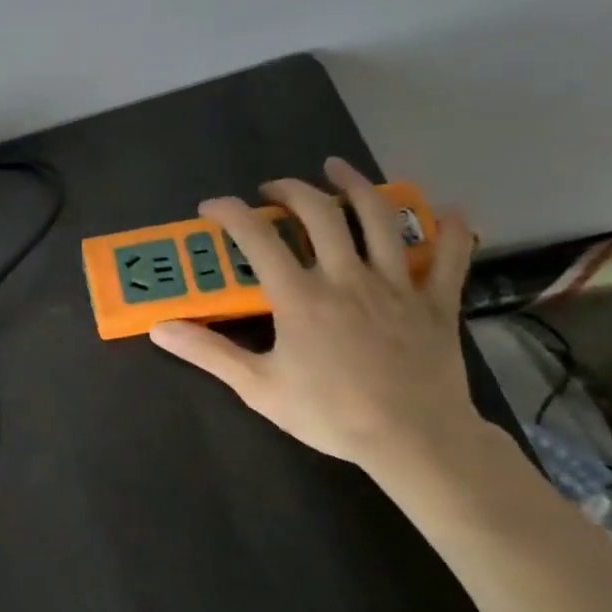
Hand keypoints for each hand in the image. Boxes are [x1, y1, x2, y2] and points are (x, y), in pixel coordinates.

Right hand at [150, 157, 483, 473]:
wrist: (415, 442)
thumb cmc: (330, 414)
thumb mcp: (258, 387)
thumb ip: (208, 353)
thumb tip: (160, 329)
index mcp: (301, 296)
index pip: (257, 236)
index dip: (230, 212)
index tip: (212, 207)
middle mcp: (347, 277)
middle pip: (320, 213)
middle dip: (291, 190)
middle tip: (273, 190)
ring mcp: (397, 286)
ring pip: (380, 219)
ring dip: (356, 186)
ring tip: (337, 169)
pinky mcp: (437, 302)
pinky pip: (451, 257)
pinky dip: (451, 230)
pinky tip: (448, 210)